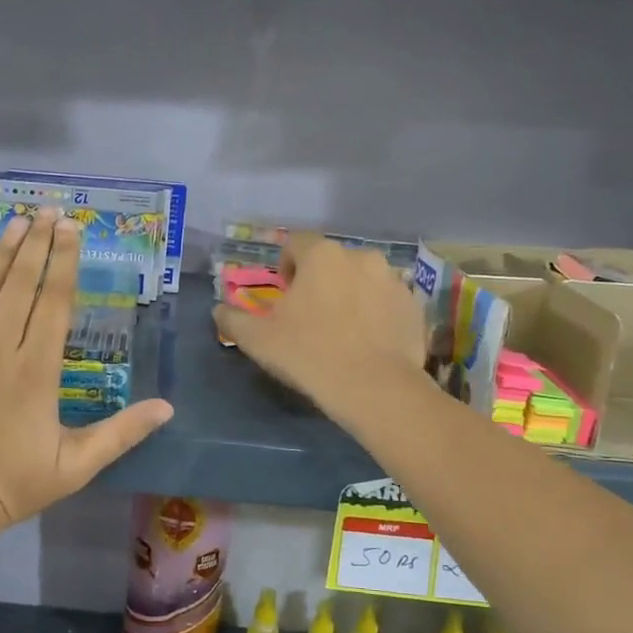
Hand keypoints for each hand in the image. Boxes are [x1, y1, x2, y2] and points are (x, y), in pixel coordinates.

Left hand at [0, 210, 173, 538]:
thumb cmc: (14, 486)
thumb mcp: (77, 465)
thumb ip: (122, 432)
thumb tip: (167, 408)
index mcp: (38, 370)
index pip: (55, 302)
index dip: (65, 261)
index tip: (71, 229)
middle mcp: (0, 350)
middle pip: (23, 286)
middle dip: (38, 244)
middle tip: (49, 210)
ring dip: (2, 253)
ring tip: (16, 221)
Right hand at [214, 234, 429, 422]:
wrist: (374, 389)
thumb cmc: (308, 354)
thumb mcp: (257, 340)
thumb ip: (232, 319)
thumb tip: (219, 310)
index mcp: (321, 256)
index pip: (297, 243)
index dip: (286, 265)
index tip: (283, 295)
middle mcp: (361, 257)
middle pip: (332, 261)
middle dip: (319, 282)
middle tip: (309, 317)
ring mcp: (393, 280)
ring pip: (362, 280)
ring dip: (349, 295)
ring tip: (341, 331)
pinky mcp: (414, 307)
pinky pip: (387, 302)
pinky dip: (376, 314)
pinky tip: (367, 344)